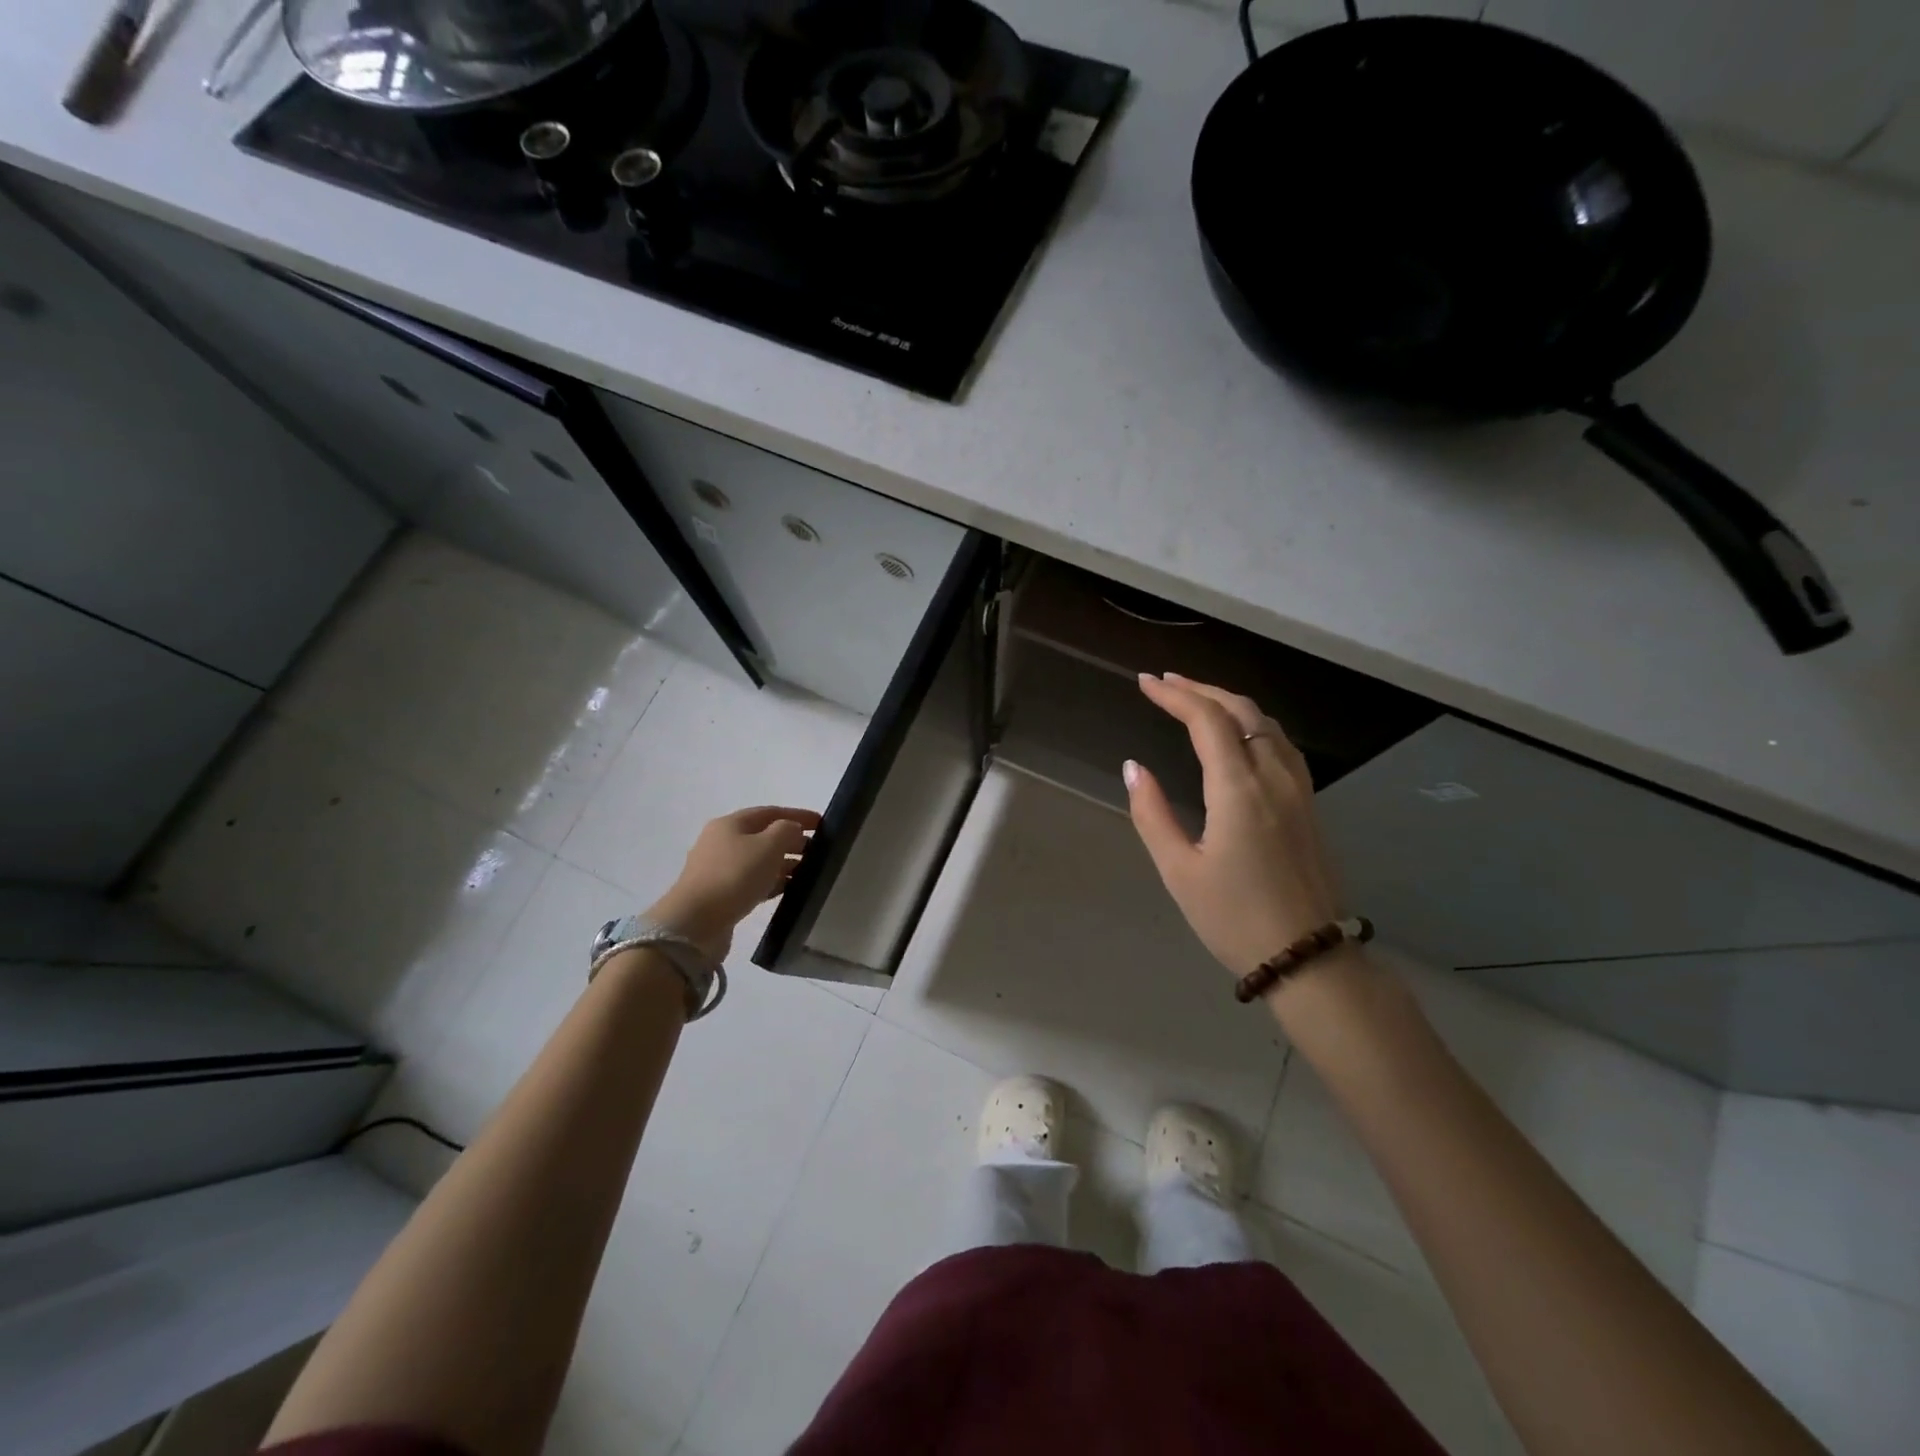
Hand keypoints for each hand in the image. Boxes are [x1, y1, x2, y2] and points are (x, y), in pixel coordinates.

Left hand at [646, 805, 820, 961]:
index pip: (771, 812)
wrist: (695, 924)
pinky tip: (789, 890)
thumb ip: (787, 831)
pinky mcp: (720, 895)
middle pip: (764, 836)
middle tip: (819, 852)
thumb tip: (792, 830)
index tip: (823, 824)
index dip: (798, 815)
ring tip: (809, 873)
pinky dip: (772, 882)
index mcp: (731, 824)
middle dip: (792, 841)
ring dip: (784, 864)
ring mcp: (718, 870)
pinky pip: (752, 882)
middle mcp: (722, 842)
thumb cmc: (734, 876)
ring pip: (759, 861)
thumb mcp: (768, 846)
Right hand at [1124, 674, 1342, 979]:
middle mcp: (1274, 778)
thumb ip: (1152, 813)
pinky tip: (1240, 734)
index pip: (1207, 721)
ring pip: (1267, 724)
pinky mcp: (1309, 805)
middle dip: (1202, 689)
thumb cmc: (1234, 918)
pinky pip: (1281, 744)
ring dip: (1230, 702)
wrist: (1308, 957)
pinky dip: (1254, 723)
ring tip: (1197, 699)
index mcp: (1239, 790)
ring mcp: (1299, 790)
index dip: (1175, 695)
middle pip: (1242, 711)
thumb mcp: (1179, 870)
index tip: (1146, 683)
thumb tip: (1134, 767)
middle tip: (1166, 682)